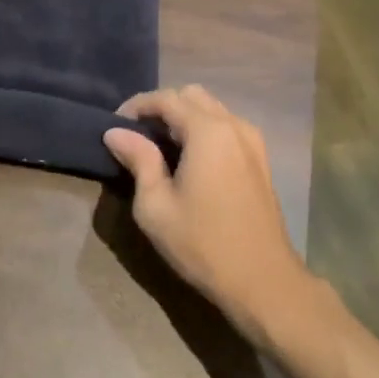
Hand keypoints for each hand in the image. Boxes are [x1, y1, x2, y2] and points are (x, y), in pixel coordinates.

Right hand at [104, 86, 311, 340]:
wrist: (264, 282)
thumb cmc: (203, 244)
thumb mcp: (156, 206)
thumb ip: (138, 160)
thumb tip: (116, 132)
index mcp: (208, 132)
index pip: (166, 98)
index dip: (136, 106)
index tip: (115, 126)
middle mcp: (233, 126)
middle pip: (191, 95)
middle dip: (161, 107)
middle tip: (137, 134)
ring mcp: (252, 141)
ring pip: (211, 108)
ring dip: (183, 117)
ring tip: (159, 146)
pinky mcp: (260, 159)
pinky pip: (226, 126)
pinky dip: (203, 129)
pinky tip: (188, 158)